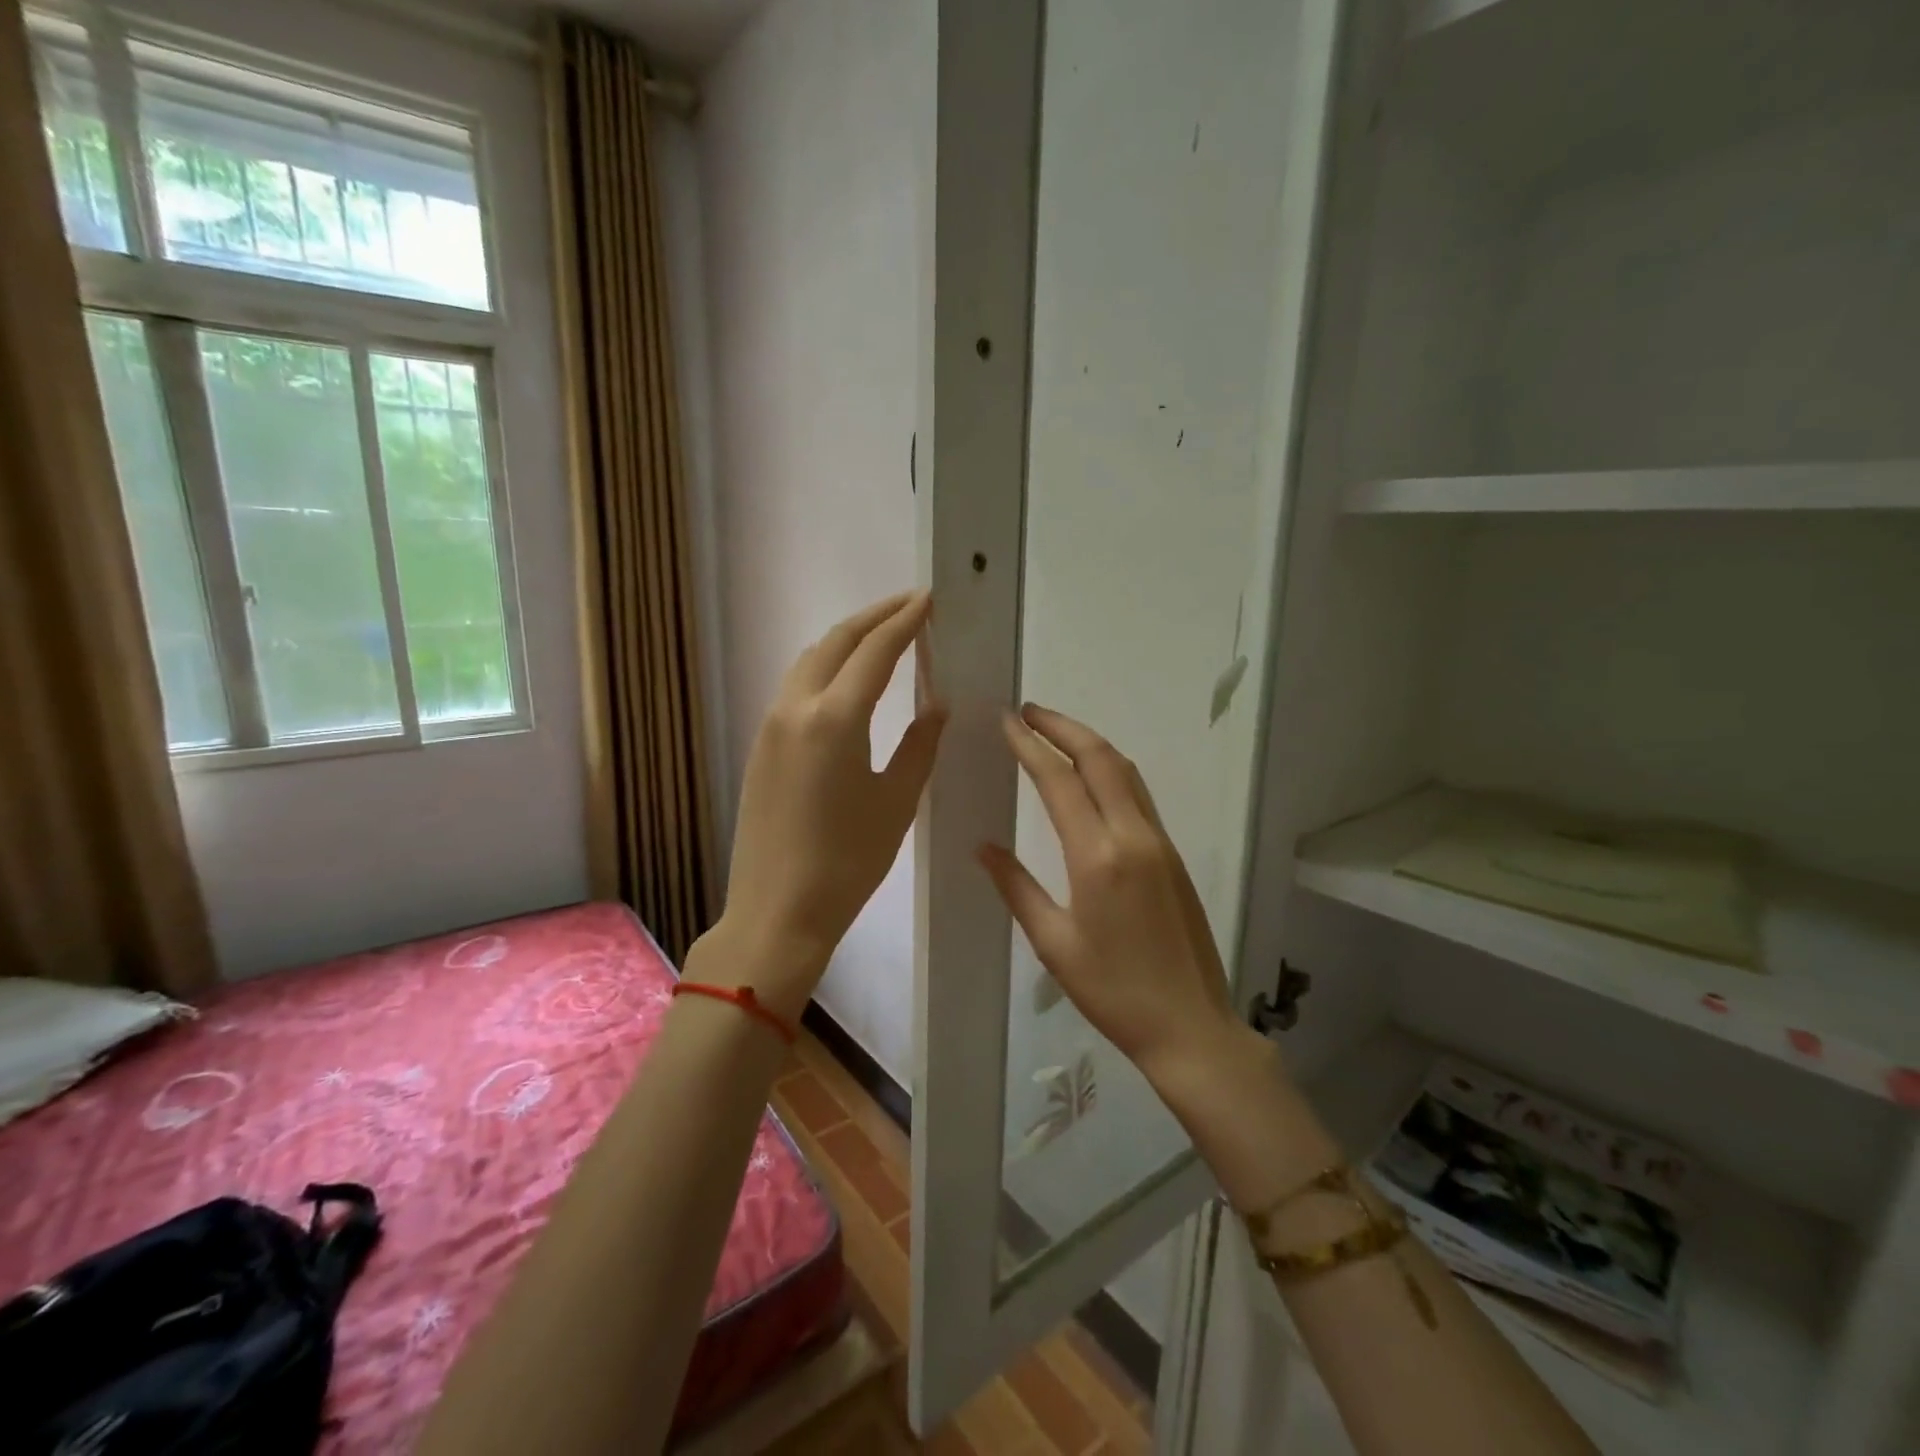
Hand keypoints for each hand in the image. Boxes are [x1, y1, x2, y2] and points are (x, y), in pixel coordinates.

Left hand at [713, 591, 945, 1017]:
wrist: (777, 910)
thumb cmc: (848, 862)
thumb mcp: (897, 801)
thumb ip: (919, 742)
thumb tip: (936, 702)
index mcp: (835, 719)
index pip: (875, 651)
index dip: (905, 621)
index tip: (928, 600)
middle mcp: (796, 708)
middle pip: (836, 642)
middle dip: (874, 617)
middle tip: (910, 606)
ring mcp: (771, 725)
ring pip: (810, 661)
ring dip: (846, 640)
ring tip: (882, 636)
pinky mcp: (761, 745)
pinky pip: (795, 687)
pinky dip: (826, 668)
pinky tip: (847, 681)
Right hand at [978, 704, 1243, 1084]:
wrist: (1191, 1025)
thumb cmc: (1113, 991)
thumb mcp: (1054, 943)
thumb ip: (1017, 887)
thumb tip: (982, 847)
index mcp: (1098, 857)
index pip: (1059, 781)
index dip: (1030, 746)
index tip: (1006, 721)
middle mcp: (1133, 836)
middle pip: (1100, 758)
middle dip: (1062, 726)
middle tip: (1027, 711)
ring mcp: (1159, 842)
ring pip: (1124, 771)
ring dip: (1089, 742)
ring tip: (1054, 731)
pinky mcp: (1173, 854)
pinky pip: (1138, 794)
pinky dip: (1110, 769)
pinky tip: (1090, 774)